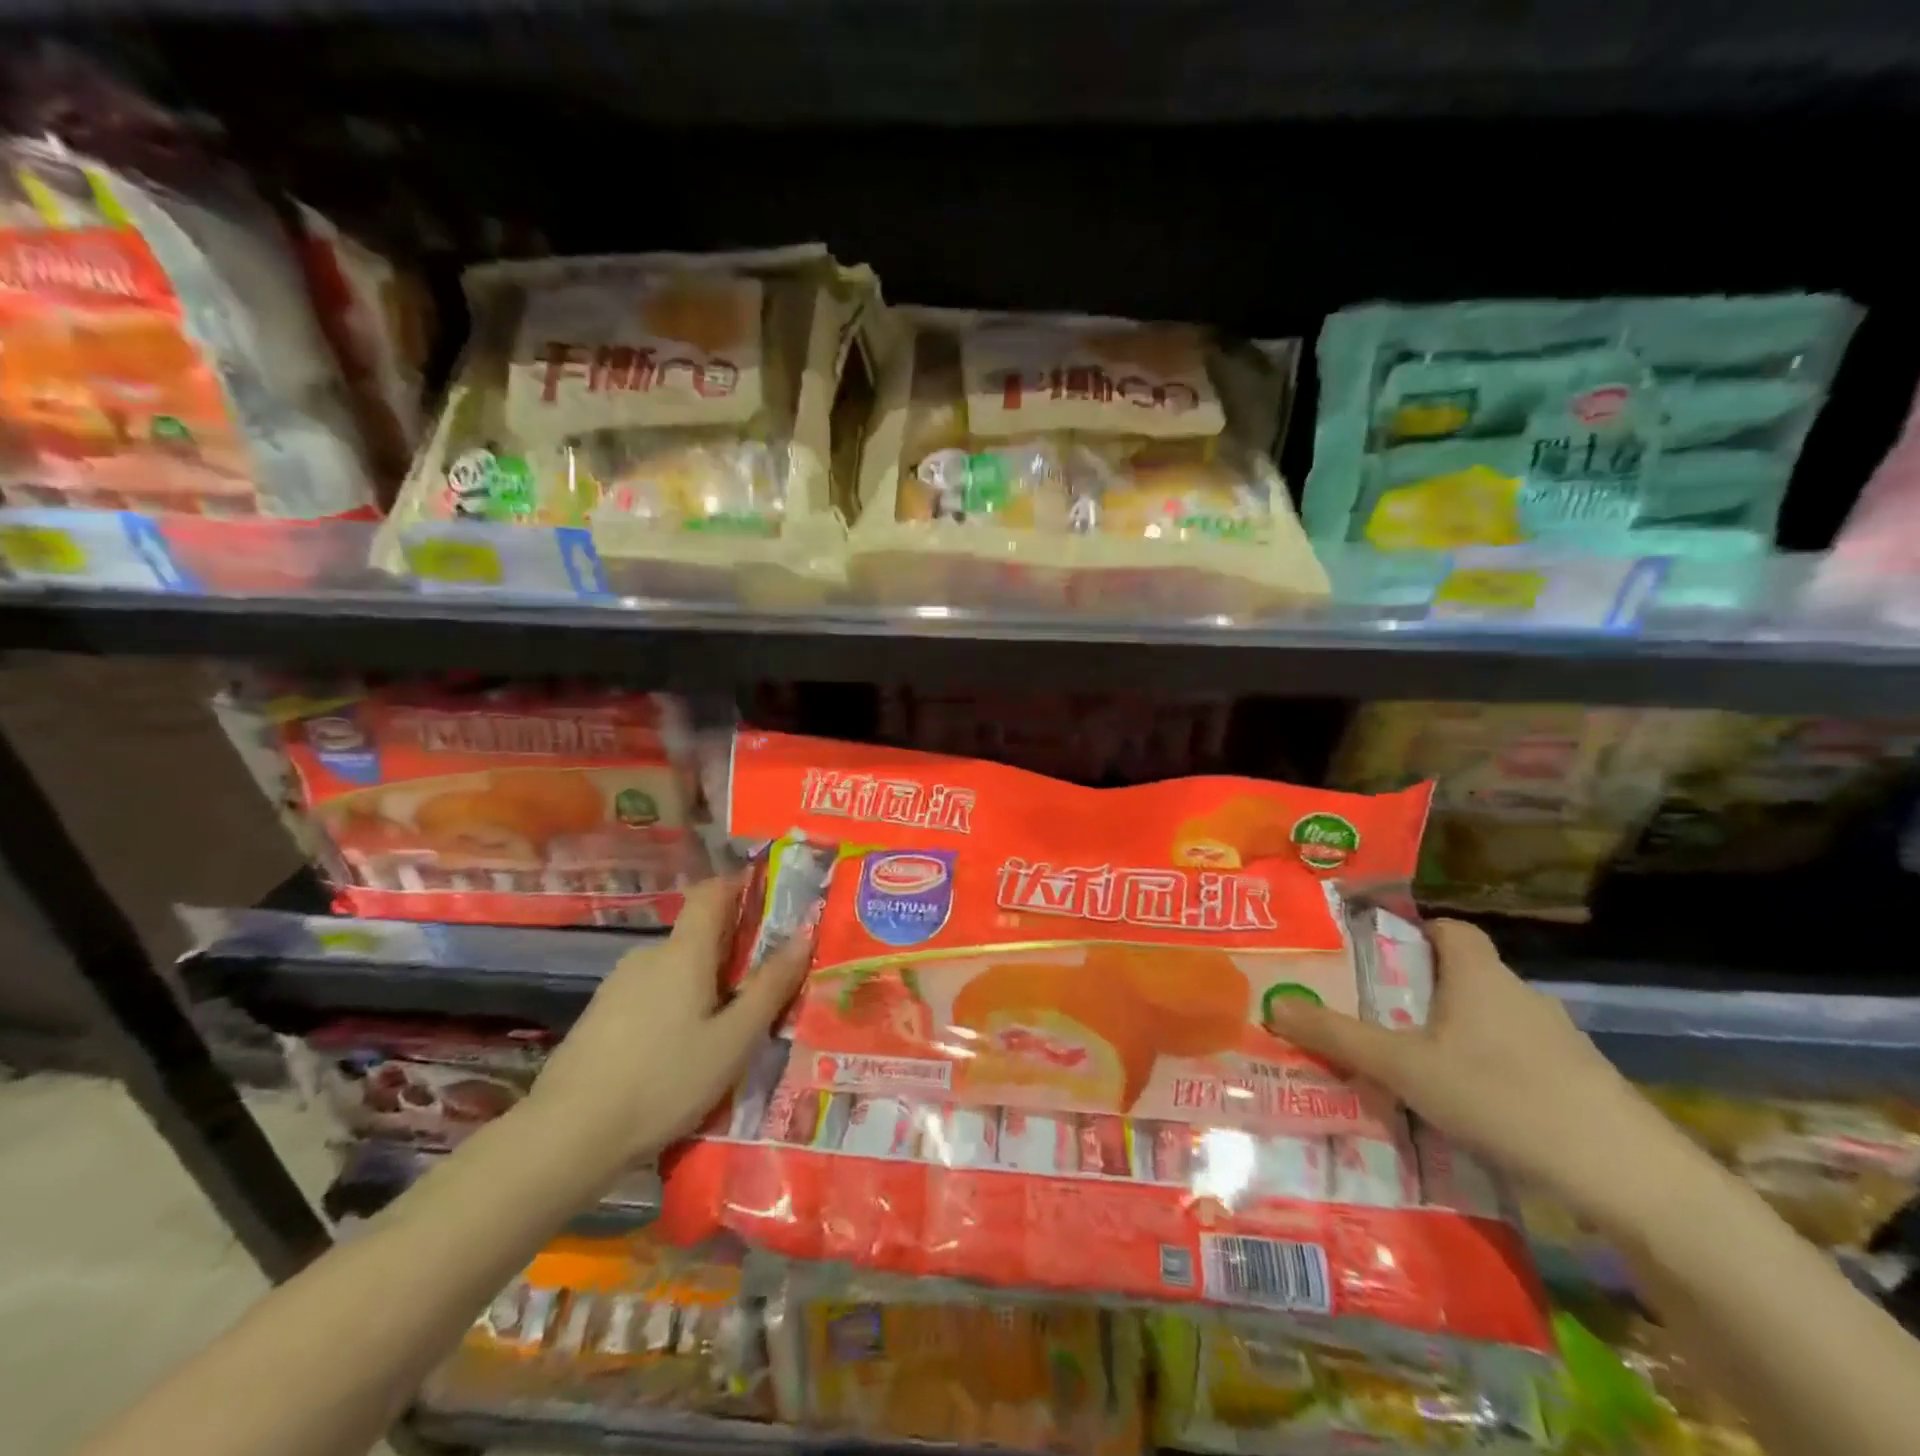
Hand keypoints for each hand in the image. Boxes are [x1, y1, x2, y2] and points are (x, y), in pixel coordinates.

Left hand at [525, 876, 809, 1176]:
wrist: (566, 1135)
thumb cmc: (664, 1081)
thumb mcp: (733, 1040)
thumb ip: (770, 986)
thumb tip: (804, 935)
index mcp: (684, 951)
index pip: (711, 891)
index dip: (740, 886)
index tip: (769, 904)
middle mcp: (649, 954)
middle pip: (697, 934)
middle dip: (731, 952)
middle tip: (759, 990)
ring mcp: (618, 984)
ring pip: (674, 968)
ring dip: (701, 984)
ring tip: (722, 1031)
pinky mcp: (599, 1014)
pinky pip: (650, 993)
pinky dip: (673, 1006)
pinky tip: (677, 1052)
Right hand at [1265, 918, 1687, 1226]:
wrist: (1631, 1177)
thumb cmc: (1503, 1096)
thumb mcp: (1404, 1067)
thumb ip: (1338, 1036)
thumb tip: (1272, 1004)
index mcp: (1478, 975)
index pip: (1448, 928)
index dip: (1412, 932)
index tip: (1376, 956)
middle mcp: (1519, 995)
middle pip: (1462, 975)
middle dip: (1419, 991)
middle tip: (1374, 1015)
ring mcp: (1556, 1040)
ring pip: (1489, 1020)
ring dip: (1453, 1034)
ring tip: (1410, 1065)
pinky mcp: (1579, 1082)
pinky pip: (1517, 1058)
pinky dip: (1487, 1069)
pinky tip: (1466, 1108)